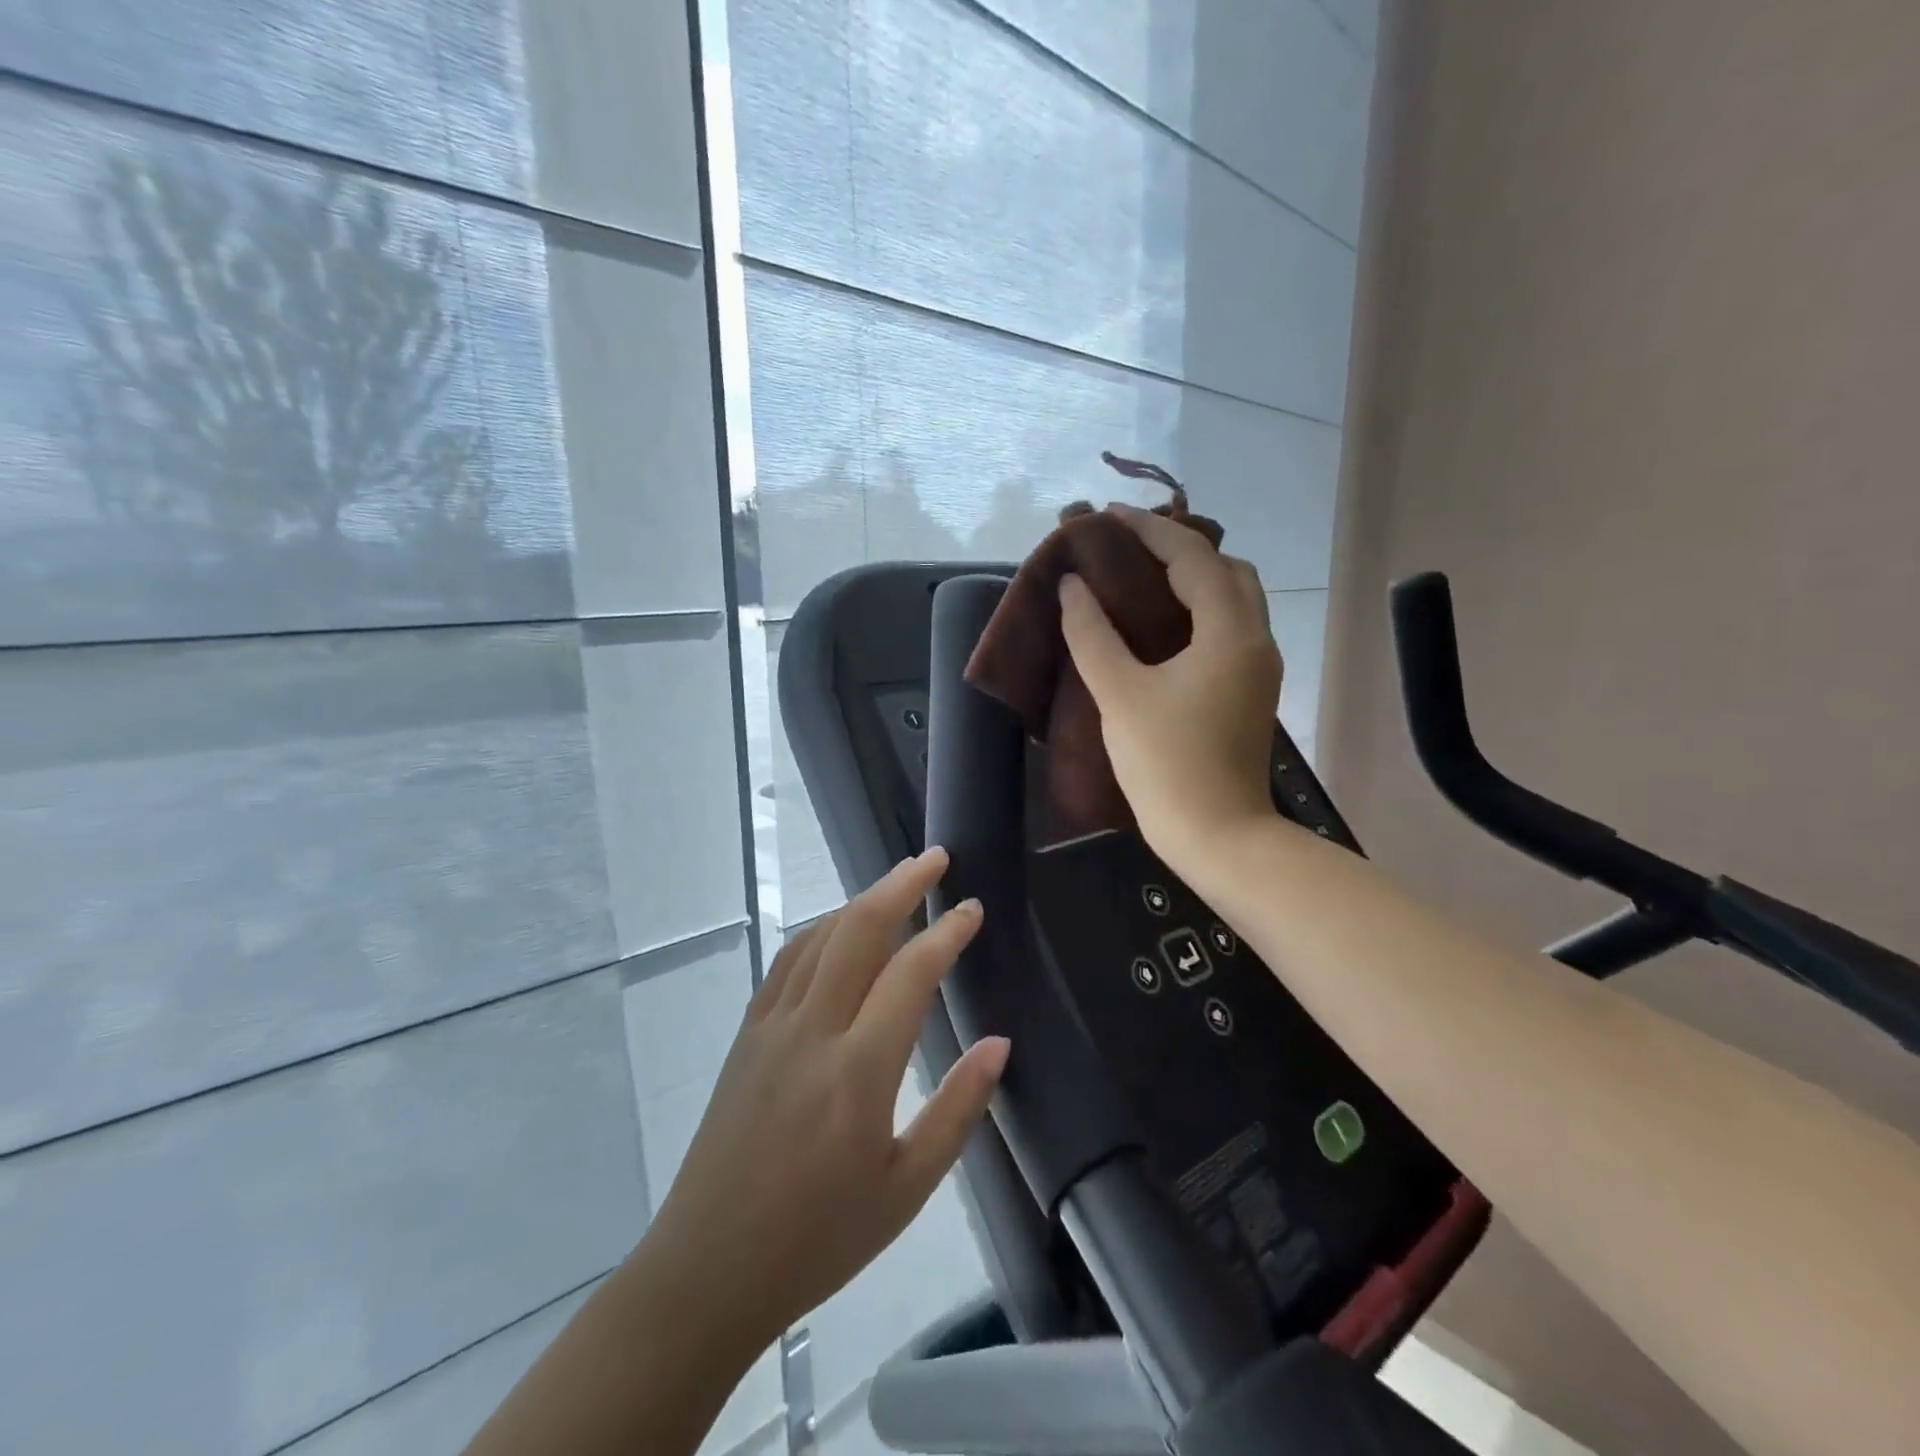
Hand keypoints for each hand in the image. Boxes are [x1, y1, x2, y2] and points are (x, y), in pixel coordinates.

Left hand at [636, 848, 1009, 1360]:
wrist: (708, 1269)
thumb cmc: (818, 1239)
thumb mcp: (906, 1190)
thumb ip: (957, 1110)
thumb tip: (998, 1044)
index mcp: (858, 1072)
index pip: (911, 974)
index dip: (946, 932)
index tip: (972, 909)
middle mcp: (813, 1031)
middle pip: (859, 930)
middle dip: (901, 884)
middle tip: (935, 858)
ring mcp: (771, 1026)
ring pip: (820, 937)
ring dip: (861, 900)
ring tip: (896, 883)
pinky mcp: (747, 1034)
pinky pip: (787, 961)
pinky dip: (821, 930)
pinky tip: (838, 929)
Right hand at [1059, 502, 1282, 871]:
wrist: (1218, 836)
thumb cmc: (1167, 764)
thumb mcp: (1120, 695)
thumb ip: (1093, 634)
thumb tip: (1074, 586)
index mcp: (1229, 632)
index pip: (1193, 557)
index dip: (1149, 530)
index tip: (1109, 516)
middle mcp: (1254, 639)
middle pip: (1226, 570)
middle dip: (1180, 548)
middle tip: (1129, 548)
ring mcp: (1257, 668)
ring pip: (1234, 600)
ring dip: (1194, 578)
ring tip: (1143, 579)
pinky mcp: (1249, 692)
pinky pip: (1228, 628)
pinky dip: (1199, 610)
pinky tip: (1162, 625)